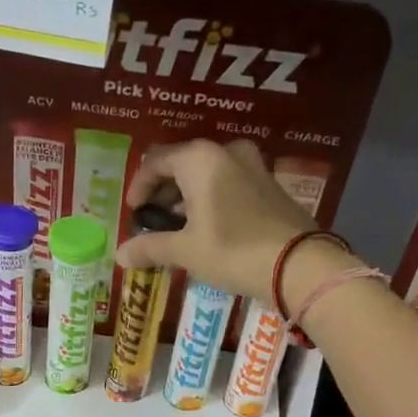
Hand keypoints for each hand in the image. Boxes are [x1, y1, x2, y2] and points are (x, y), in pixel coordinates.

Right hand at [113, 140, 319, 300]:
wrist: (297, 264)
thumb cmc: (232, 250)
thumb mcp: (186, 251)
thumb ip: (150, 247)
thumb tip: (120, 255)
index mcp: (199, 158)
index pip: (155, 162)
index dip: (139, 187)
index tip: (133, 213)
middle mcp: (225, 152)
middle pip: (182, 164)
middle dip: (163, 191)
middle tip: (153, 221)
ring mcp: (252, 165)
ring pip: (207, 173)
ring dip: (187, 196)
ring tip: (178, 227)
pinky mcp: (269, 184)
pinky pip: (229, 183)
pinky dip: (211, 199)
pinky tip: (208, 227)